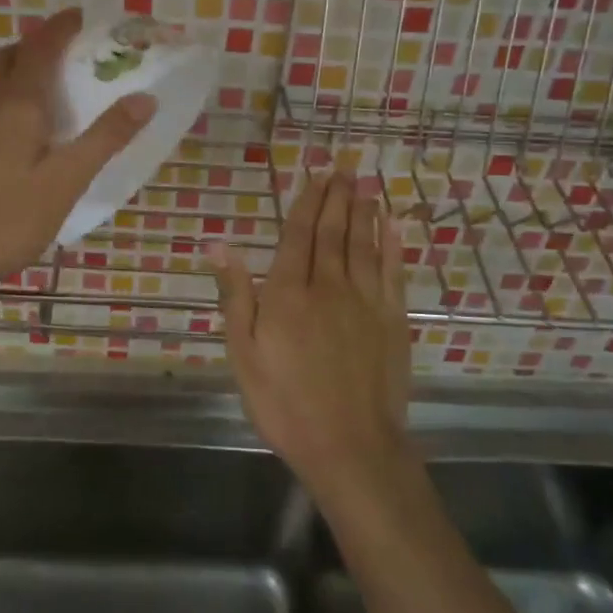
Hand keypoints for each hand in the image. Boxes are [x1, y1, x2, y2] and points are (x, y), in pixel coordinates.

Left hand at [0, 8, 155, 294]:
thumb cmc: (9, 217)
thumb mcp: (67, 180)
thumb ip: (105, 137)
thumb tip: (145, 97)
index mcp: (19, 103)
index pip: (42, 46)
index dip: (64, 26)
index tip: (90, 16)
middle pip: (16, 54)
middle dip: (46, 41)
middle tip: (81, 48)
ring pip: (3, 77)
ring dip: (31, 64)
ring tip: (67, 79)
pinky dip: (22, 90)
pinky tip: (41, 122)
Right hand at [207, 159, 412, 500]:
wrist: (350, 446)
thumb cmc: (284, 403)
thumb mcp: (243, 354)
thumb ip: (235, 295)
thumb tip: (218, 244)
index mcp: (288, 293)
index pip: (298, 235)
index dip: (306, 202)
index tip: (315, 174)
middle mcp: (329, 286)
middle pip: (332, 231)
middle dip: (336, 196)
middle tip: (342, 166)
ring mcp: (365, 301)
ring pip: (363, 243)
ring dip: (363, 210)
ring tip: (364, 182)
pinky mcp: (393, 319)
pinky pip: (393, 271)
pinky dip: (393, 244)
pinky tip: (393, 224)